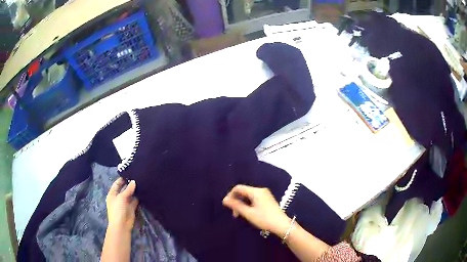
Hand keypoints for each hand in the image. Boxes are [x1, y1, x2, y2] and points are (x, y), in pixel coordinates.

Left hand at [106, 178, 138, 231]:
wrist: (122, 225)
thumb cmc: (117, 210)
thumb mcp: (121, 198)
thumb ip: (128, 190)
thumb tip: (134, 181)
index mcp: (112, 194)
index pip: (117, 184)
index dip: (122, 179)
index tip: (130, 173)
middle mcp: (118, 197)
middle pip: (124, 189)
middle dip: (129, 184)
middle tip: (138, 177)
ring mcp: (125, 203)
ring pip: (130, 194)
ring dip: (134, 191)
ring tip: (142, 183)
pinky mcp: (131, 208)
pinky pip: (135, 200)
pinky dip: (138, 197)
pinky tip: (143, 192)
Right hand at [222, 185, 291, 237]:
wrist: (281, 224)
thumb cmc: (264, 219)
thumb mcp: (248, 213)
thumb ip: (236, 205)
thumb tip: (224, 200)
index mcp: (256, 191)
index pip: (238, 188)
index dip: (230, 195)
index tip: (227, 206)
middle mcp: (260, 190)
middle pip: (243, 192)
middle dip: (236, 201)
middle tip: (234, 214)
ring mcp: (265, 194)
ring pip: (248, 196)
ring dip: (242, 204)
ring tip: (240, 215)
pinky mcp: (267, 199)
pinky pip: (253, 199)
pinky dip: (248, 204)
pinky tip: (248, 213)